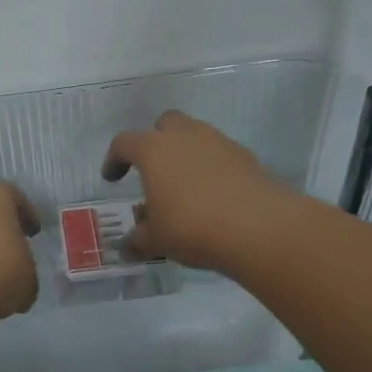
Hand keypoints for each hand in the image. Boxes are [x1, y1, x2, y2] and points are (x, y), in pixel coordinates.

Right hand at [102, 111, 296, 271]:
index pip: (124, 143)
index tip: (113, 178)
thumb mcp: (157, 240)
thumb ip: (139, 239)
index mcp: (154, 149)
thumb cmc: (192, 226)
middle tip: (153, 170)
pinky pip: (220, 154)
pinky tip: (212, 195)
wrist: (259, 227)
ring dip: (186, 153)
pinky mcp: (246, 157)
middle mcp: (185, 136)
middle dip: (156, 141)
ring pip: (196, 136)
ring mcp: (219, 142)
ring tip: (184, 185)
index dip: (115, 159)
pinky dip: (211, 167)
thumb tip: (127, 246)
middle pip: (165, 124)